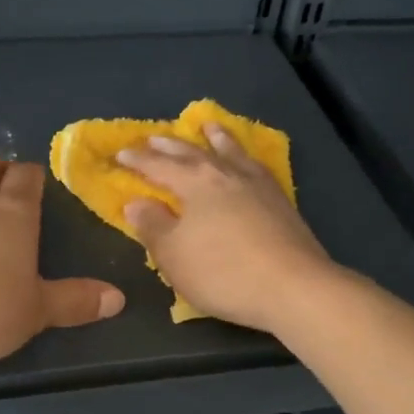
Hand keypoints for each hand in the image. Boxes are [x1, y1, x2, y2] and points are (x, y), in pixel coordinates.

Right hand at [118, 123, 337, 332]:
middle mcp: (225, 174)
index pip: (158, 166)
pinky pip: (255, 165)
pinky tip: (247, 161)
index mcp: (195, 183)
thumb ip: (152, 226)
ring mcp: (257, 184)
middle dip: (170, 145)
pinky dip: (244, 156)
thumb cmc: (223, 273)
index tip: (121, 153)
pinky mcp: (281, 200)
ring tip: (208, 126)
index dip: (138, 160)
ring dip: (216, 138)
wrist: (292, 287)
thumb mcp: (174, 256)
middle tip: (154, 136)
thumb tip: (136, 202)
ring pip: (231, 152)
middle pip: (193, 153)